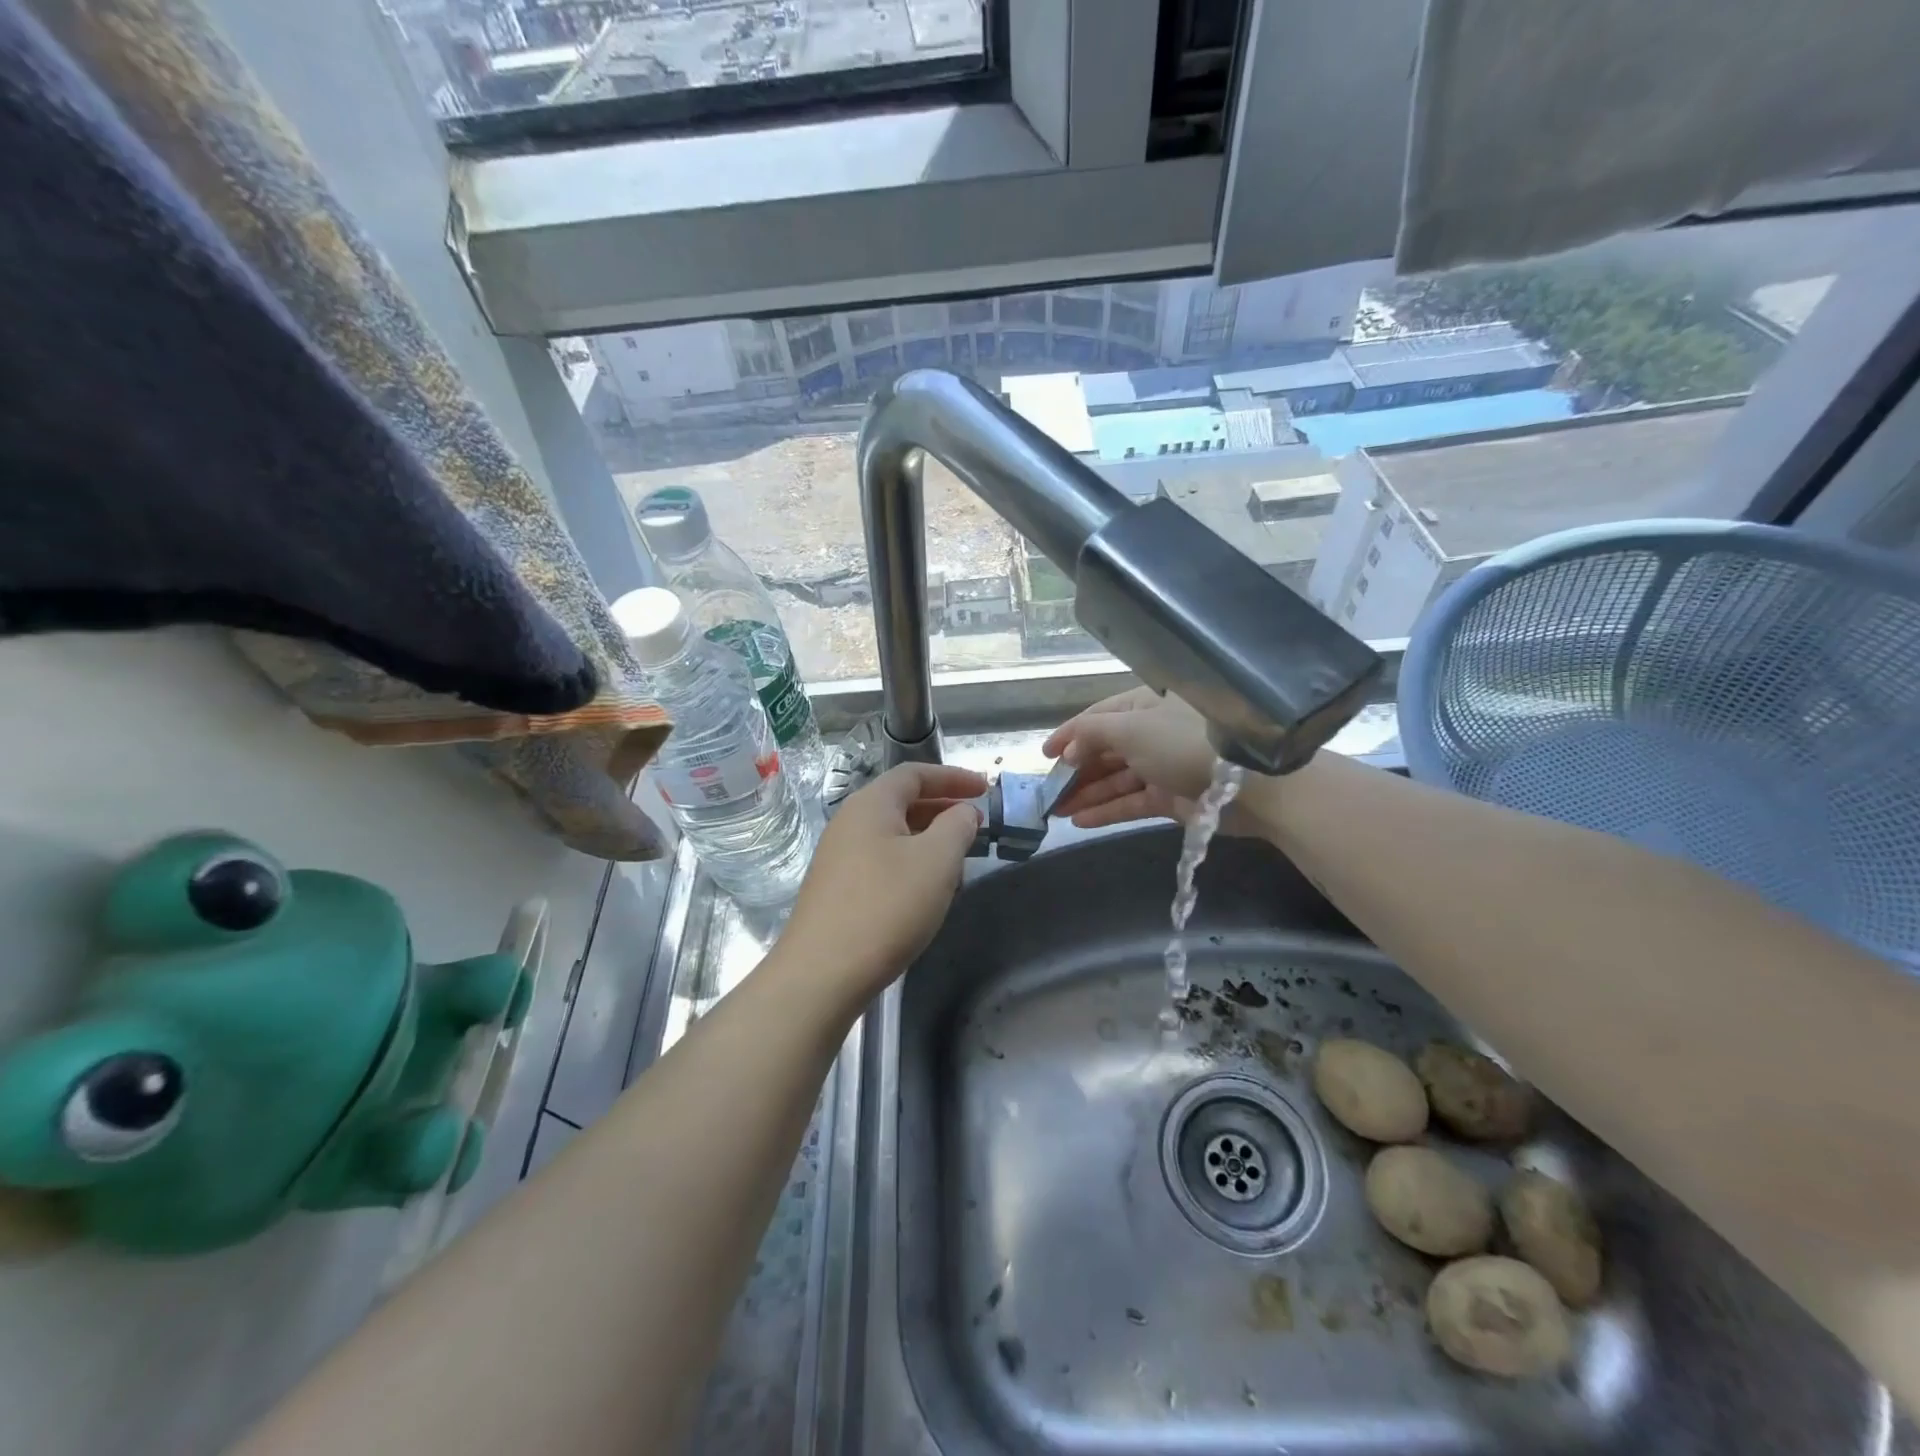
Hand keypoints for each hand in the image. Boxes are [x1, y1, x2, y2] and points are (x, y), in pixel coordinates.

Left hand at [781, 763, 985, 999]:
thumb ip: (957, 827)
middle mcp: (849, 823)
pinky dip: (911, 863)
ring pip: (893, 835)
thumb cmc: (886, 906)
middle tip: (977, 824)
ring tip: (959, 860)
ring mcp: (839, 858)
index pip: (914, 774)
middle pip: (902, 802)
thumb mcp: (936, 861)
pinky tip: (927, 891)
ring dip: (929, 839)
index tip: (985, 789)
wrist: (823, 973)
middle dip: (943, 808)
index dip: (953, 777)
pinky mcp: (838, 890)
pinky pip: (882, 861)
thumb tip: (963, 813)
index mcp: (871, 804)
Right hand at [1043, 688, 1265, 832]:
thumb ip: (1091, 734)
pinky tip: (1079, 820)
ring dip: (1085, 793)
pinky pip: (1130, 803)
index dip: (1069, 734)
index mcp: (1144, 706)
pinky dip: (1106, 810)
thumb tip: (1068, 750)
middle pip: (1105, 750)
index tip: (1043, 755)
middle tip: (1046, 791)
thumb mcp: (1130, 728)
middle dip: (1075, 769)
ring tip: (1054, 810)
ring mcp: (1162, 767)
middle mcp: (1152, 733)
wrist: (1251, 784)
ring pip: (1116, 779)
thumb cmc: (1183, 743)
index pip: (1098, 718)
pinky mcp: (1171, 798)